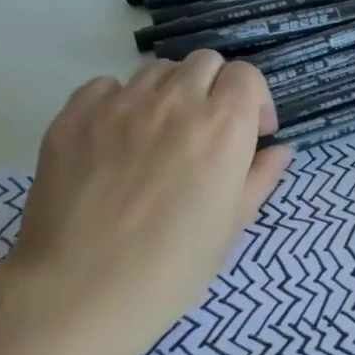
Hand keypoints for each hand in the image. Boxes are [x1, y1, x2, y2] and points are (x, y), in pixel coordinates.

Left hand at [0, 51, 291, 351]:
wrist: (81, 291)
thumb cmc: (173, 266)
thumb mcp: (233, 224)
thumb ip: (262, 177)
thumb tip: (279, 150)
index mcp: (224, 126)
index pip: (246, 75)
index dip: (254, 99)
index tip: (252, 132)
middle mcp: (176, 101)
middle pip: (204, 63)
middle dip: (215, 88)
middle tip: (207, 130)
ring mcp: (121, 104)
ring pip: (156, 70)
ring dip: (170, 92)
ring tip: (160, 134)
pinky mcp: (74, 116)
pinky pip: (105, 87)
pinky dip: (118, 102)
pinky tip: (115, 139)